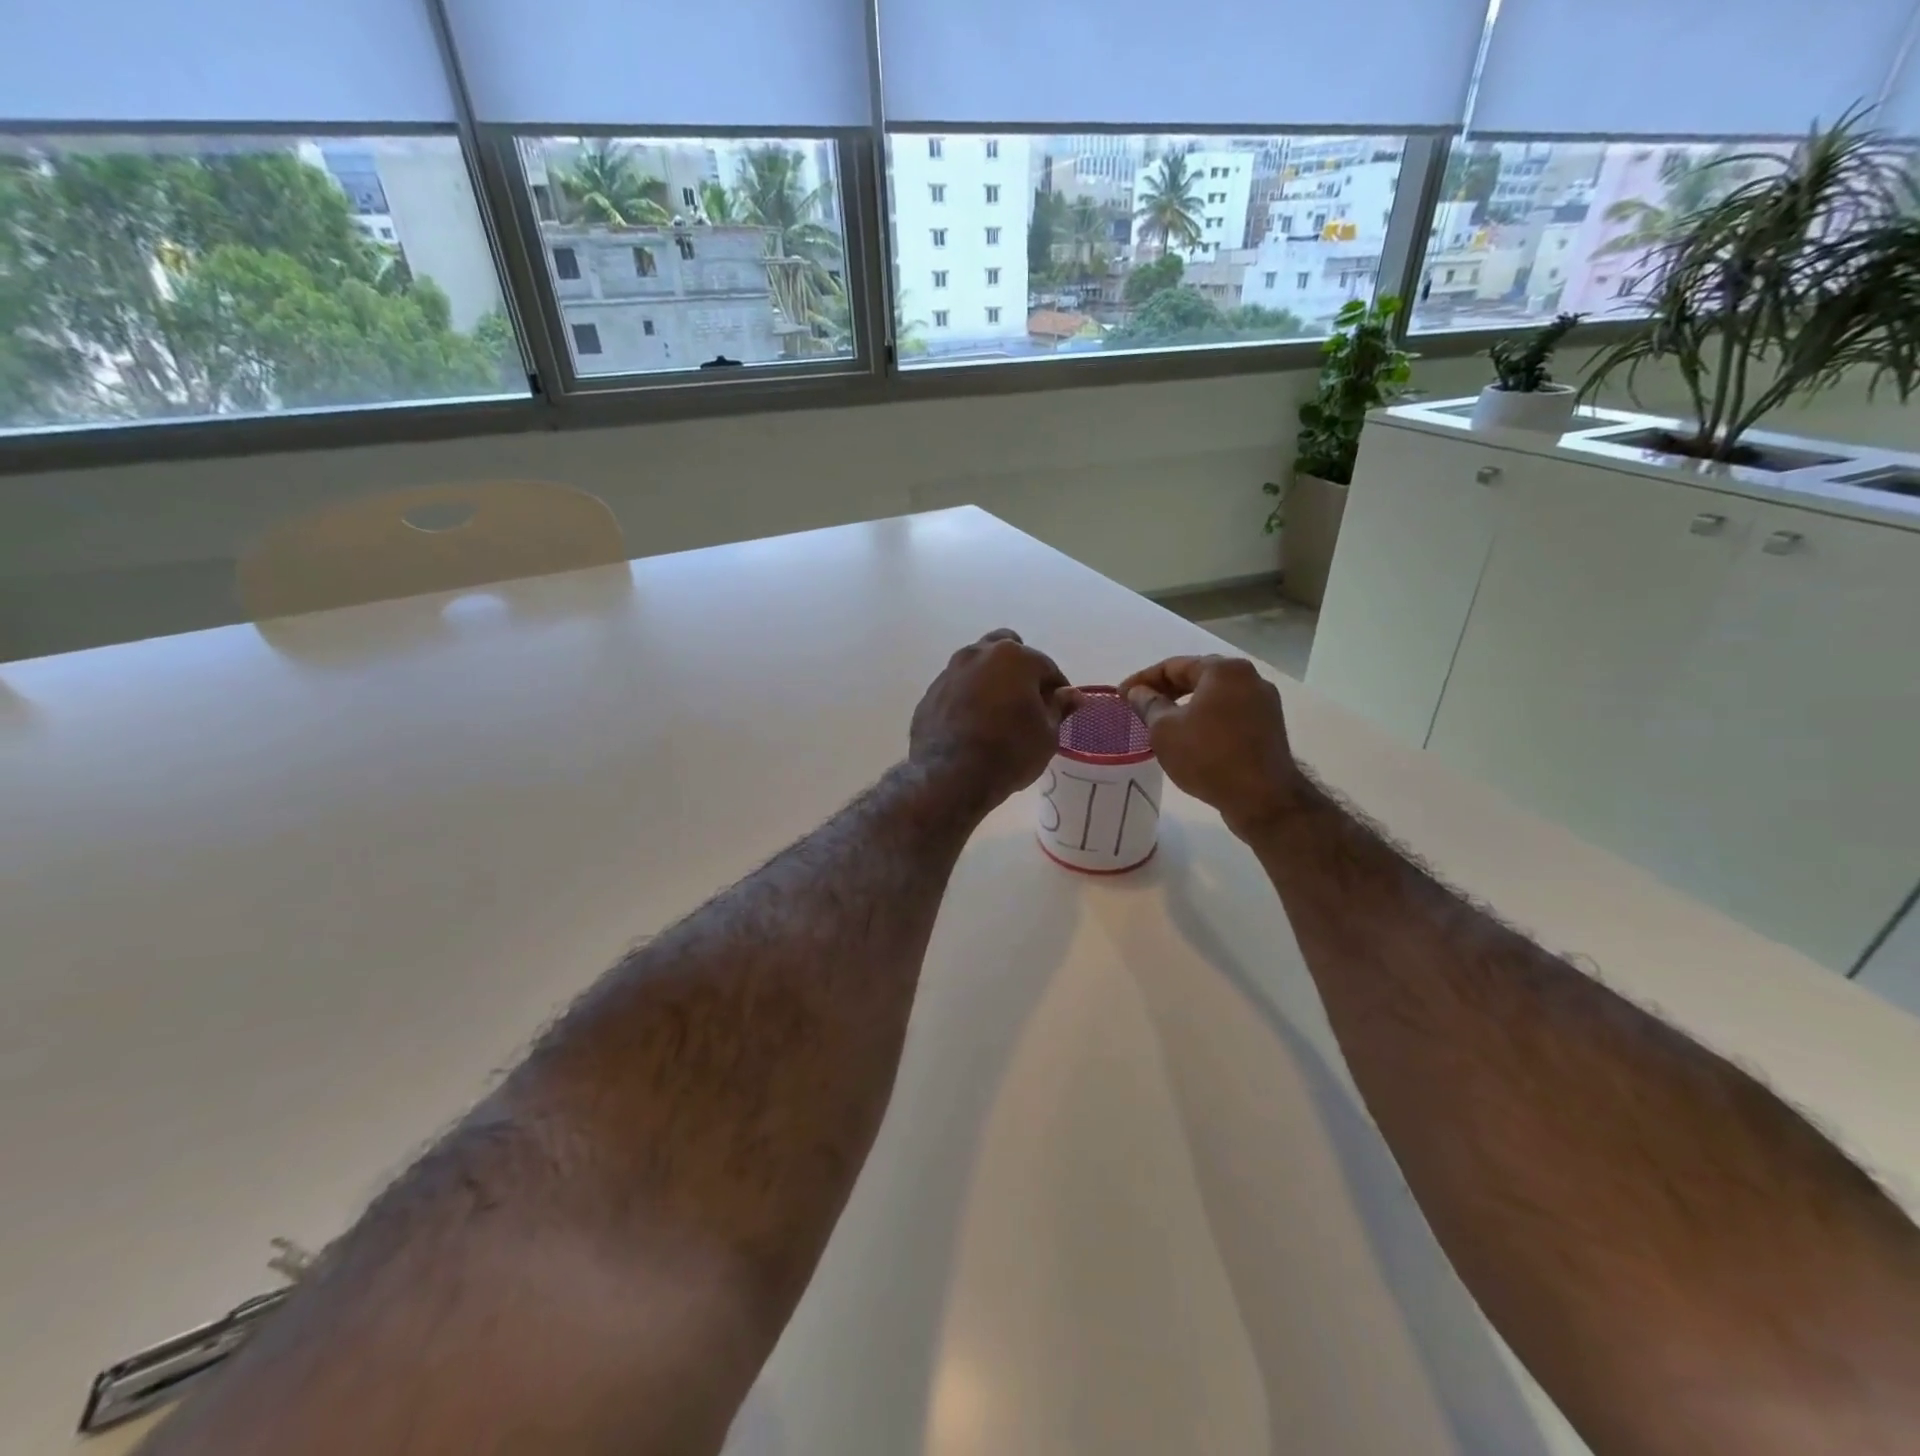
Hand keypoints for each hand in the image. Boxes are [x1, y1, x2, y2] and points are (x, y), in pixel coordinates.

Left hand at [911, 630, 1082, 808]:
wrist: (950, 777)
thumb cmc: (1009, 752)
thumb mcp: (1047, 735)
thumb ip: (1059, 708)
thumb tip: (1072, 694)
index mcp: (1013, 657)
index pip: (1046, 667)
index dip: (1057, 689)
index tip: (1059, 709)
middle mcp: (978, 654)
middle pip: (1007, 651)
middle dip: (1020, 670)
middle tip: (1027, 701)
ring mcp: (950, 672)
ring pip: (978, 666)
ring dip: (991, 681)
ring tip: (998, 713)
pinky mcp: (930, 694)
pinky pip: (957, 688)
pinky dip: (968, 698)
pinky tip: (973, 724)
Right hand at [1120, 655, 1302, 838]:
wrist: (1262, 798)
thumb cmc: (1208, 756)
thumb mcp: (1164, 730)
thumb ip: (1148, 704)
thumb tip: (1137, 692)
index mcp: (1224, 670)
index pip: (1173, 665)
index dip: (1142, 680)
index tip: (1121, 696)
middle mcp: (1249, 677)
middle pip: (1197, 676)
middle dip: (1165, 690)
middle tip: (1138, 706)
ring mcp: (1263, 702)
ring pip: (1213, 696)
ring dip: (1185, 705)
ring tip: (1160, 722)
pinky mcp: (1268, 726)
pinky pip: (1228, 713)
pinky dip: (1205, 719)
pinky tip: (1189, 737)